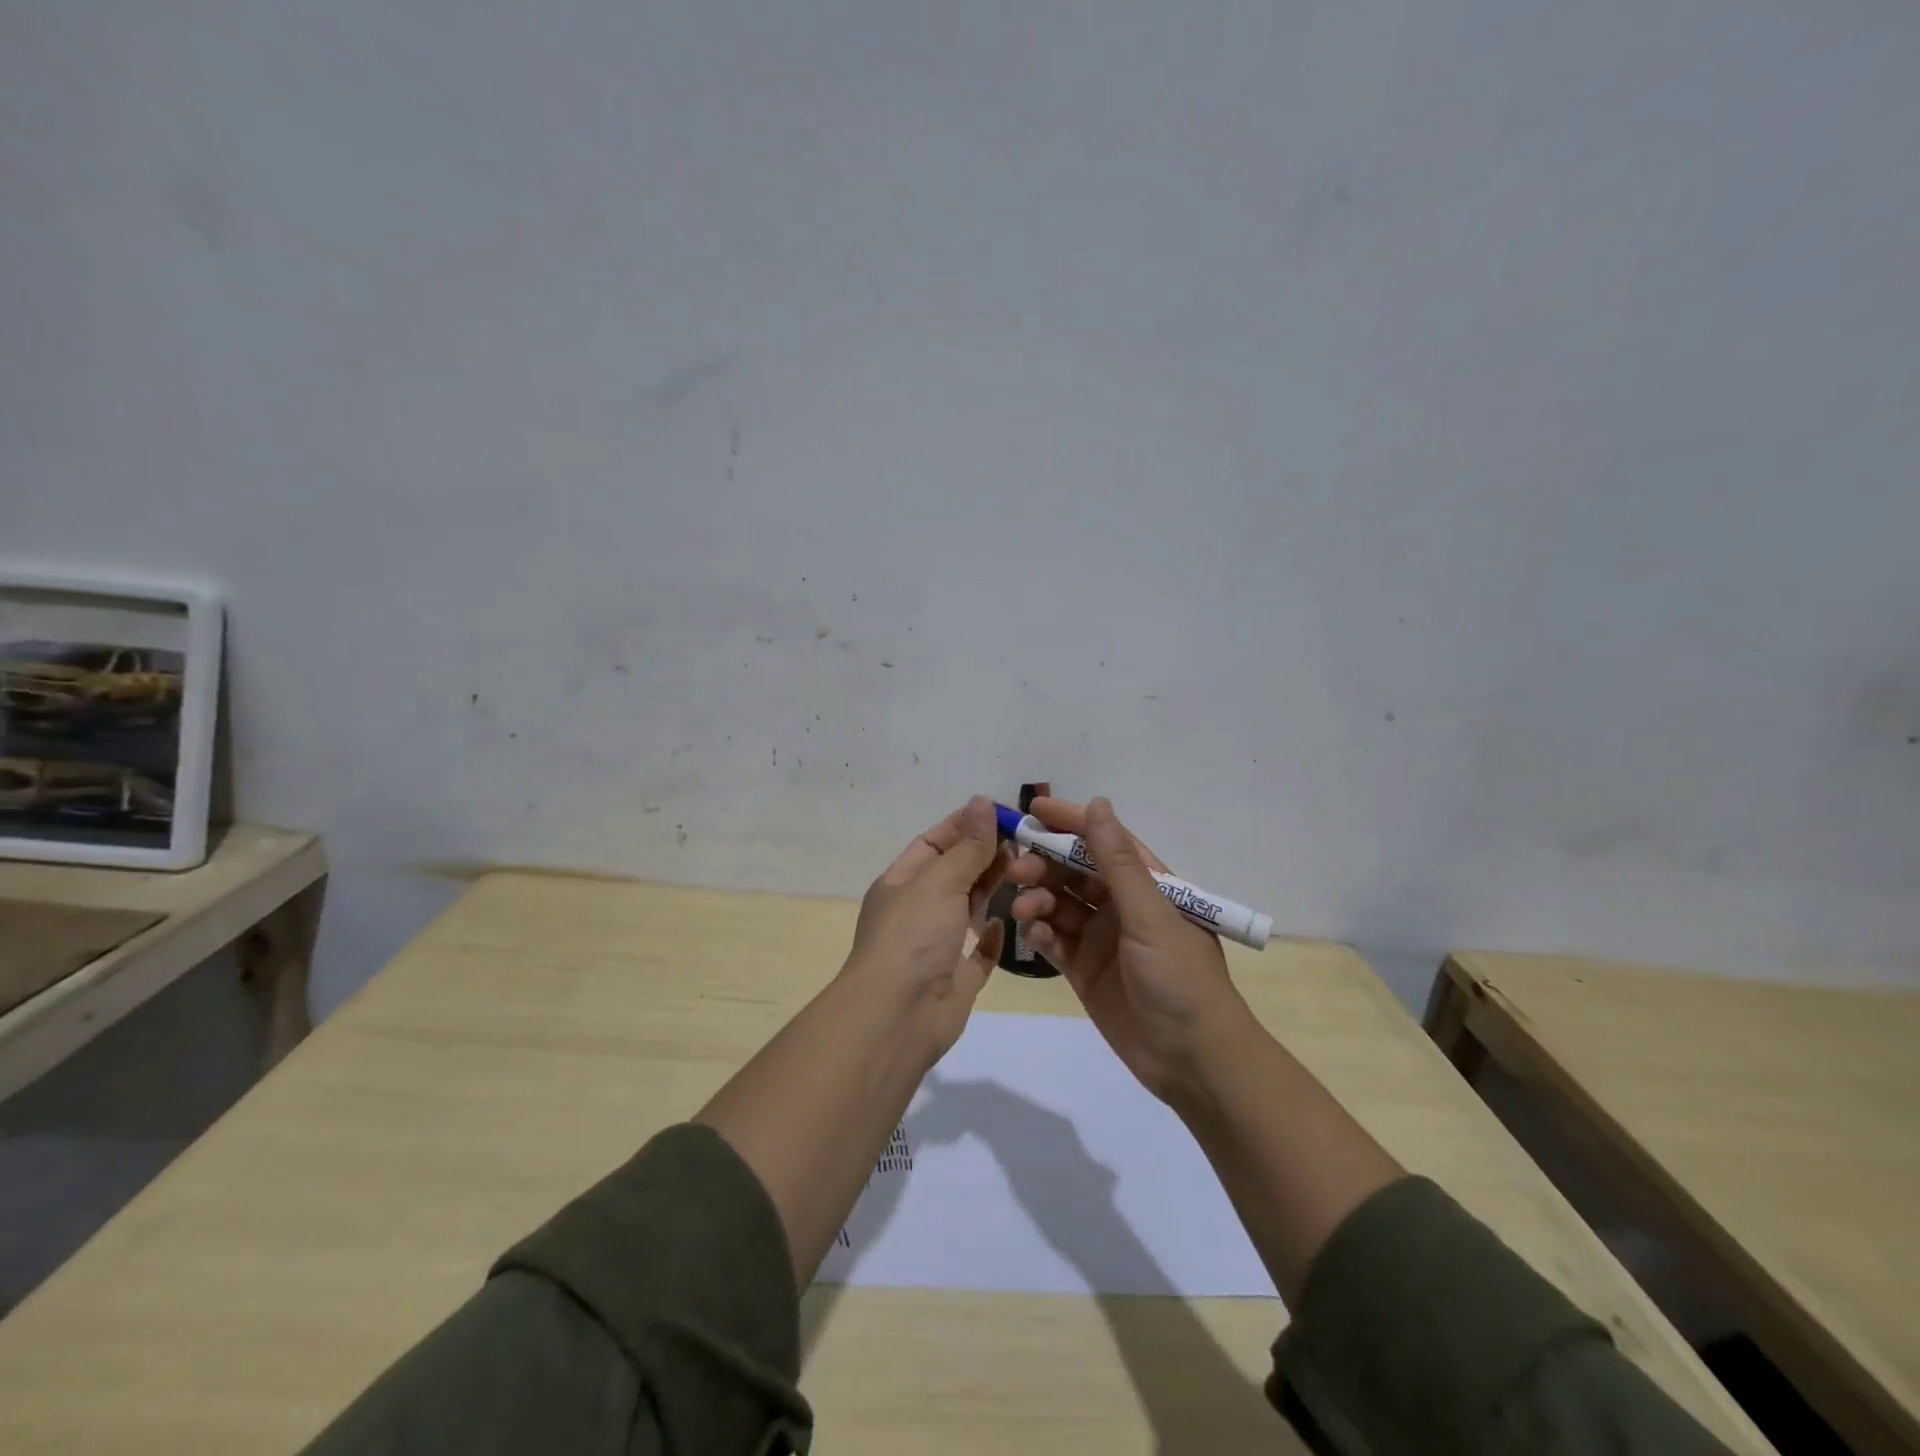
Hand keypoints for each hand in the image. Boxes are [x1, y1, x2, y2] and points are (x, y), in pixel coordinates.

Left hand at [841, 795, 1008, 1055]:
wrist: (898, 1017)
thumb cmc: (912, 937)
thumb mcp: (939, 881)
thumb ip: (967, 846)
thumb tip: (982, 801)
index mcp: (901, 883)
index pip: (933, 843)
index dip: (964, 825)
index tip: (1001, 812)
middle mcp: (917, 911)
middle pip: (954, 873)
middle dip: (984, 854)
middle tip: (1025, 839)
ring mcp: (936, 946)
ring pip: (968, 908)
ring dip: (992, 888)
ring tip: (1027, 867)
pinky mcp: (957, 978)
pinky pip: (978, 953)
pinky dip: (992, 937)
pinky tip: (1010, 921)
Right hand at [1007, 797, 1250, 1103]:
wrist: (1193, 1061)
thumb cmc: (1181, 977)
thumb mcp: (1150, 914)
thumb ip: (1117, 862)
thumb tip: (1098, 804)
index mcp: (1147, 884)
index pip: (1103, 841)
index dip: (1069, 822)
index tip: (1032, 809)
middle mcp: (1121, 905)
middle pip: (1073, 871)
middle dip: (1044, 864)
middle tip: (1016, 868)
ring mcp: (1101, 938)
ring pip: (1059, 904)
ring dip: (1038, 899)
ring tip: (1023, 908)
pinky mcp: (1084, 970)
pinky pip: (1054, 941)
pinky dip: (1040, 933)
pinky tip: (1033, 935)